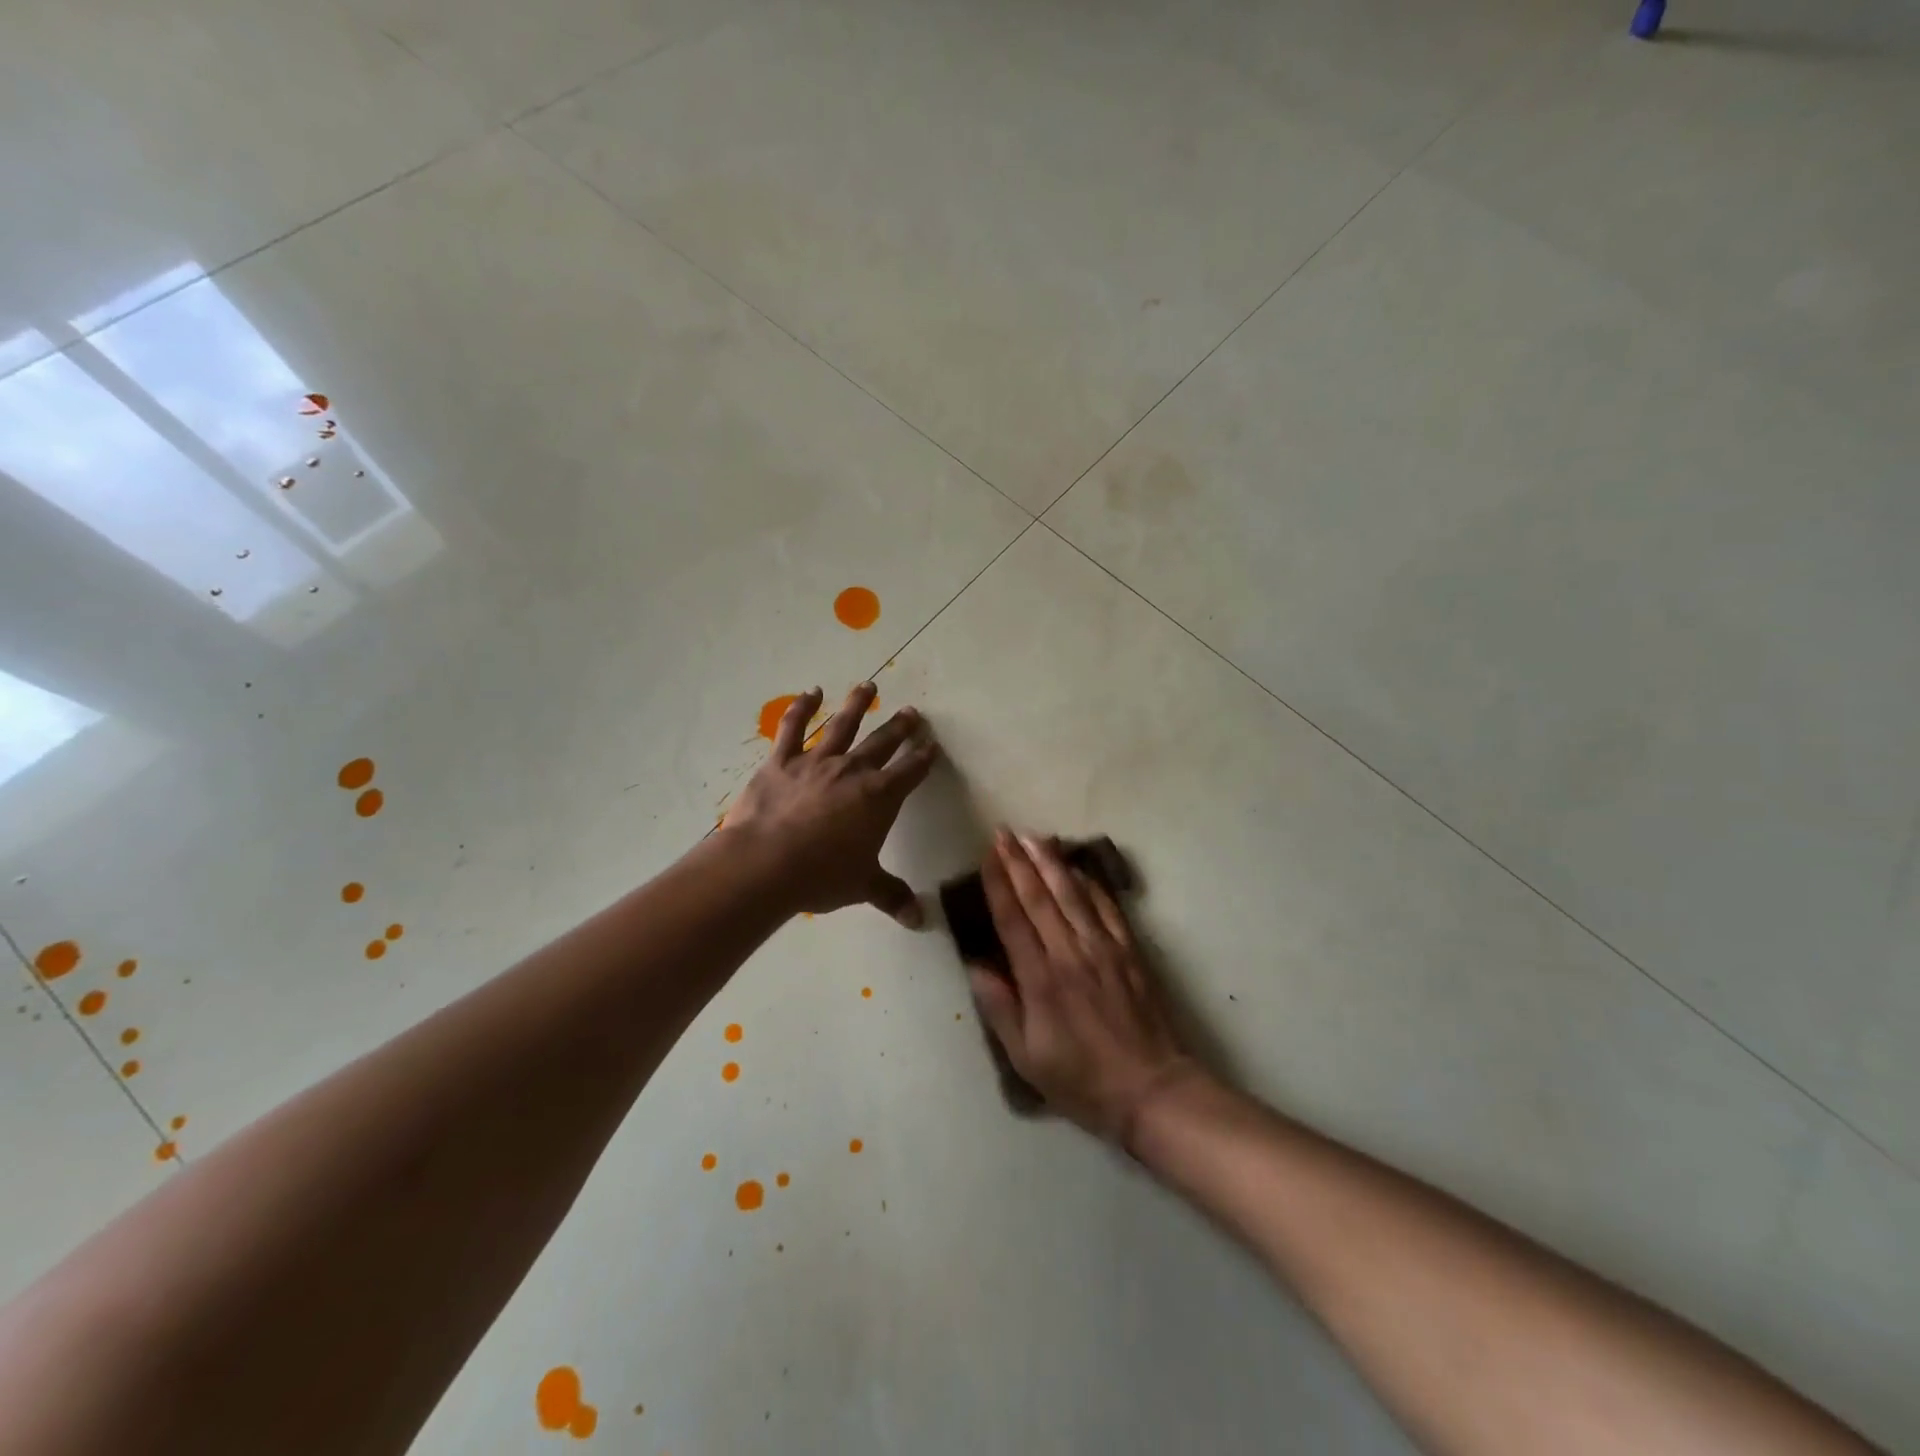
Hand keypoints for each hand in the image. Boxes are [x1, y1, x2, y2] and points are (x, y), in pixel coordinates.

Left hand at [721, 683, 936, 925]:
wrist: (766, 863)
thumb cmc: (822, 875)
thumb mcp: (863, 886)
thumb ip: (891, 896)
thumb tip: (919, 921)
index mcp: (879, 797)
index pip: (910, 772)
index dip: (923, 758)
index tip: (932, 745)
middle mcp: (853, 771)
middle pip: (883, 743)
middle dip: (899, 727)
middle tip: (912, 712)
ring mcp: (816, 762)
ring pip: (842, 726)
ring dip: (857, 705)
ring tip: (868, 686)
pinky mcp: (781, 761)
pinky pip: (793, 728)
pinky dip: (802, 708)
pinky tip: (811, 692)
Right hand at [968, 831, 1196, 1142]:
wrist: (1152, 1089)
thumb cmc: (1081, 1080)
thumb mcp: (1026, 1058)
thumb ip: (1000, 1008)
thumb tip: (976, 964)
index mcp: (1040, 980)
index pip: (1013, 919)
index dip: (999, 883)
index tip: (988, 855)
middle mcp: (1070, 954)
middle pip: (1040, 897)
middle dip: (1019, 861)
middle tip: (1004, 832)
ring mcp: (1104, 949)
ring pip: (1073, 894)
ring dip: (1051, 862)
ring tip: (1034, 837)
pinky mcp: (1129, 952)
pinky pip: (1107, 907)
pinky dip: (1090, 883)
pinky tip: (1078, 868)